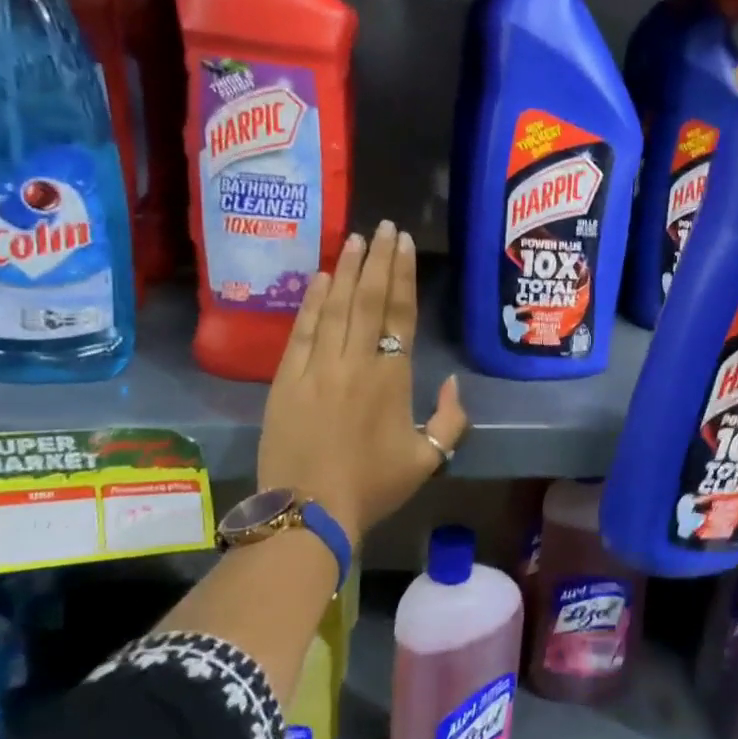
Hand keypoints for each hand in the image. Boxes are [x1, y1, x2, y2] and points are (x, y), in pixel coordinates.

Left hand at [257, 221, 467, 538]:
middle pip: (368, 300)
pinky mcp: (286, 380)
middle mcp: (355, 362)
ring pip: (335, 307)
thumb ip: (450, 420)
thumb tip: (451, 382)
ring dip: (347, 270)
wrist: (308, 511)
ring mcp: (317, 368)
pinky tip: (320, 278)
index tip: (403, 243)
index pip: (400, 314)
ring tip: (355, 238)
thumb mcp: (428, 461)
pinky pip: (302, 331)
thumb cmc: (373, 486)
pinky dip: (312, 301)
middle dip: (377, 260)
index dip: (402, 276)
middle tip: (383, 227)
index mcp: (392, 378)